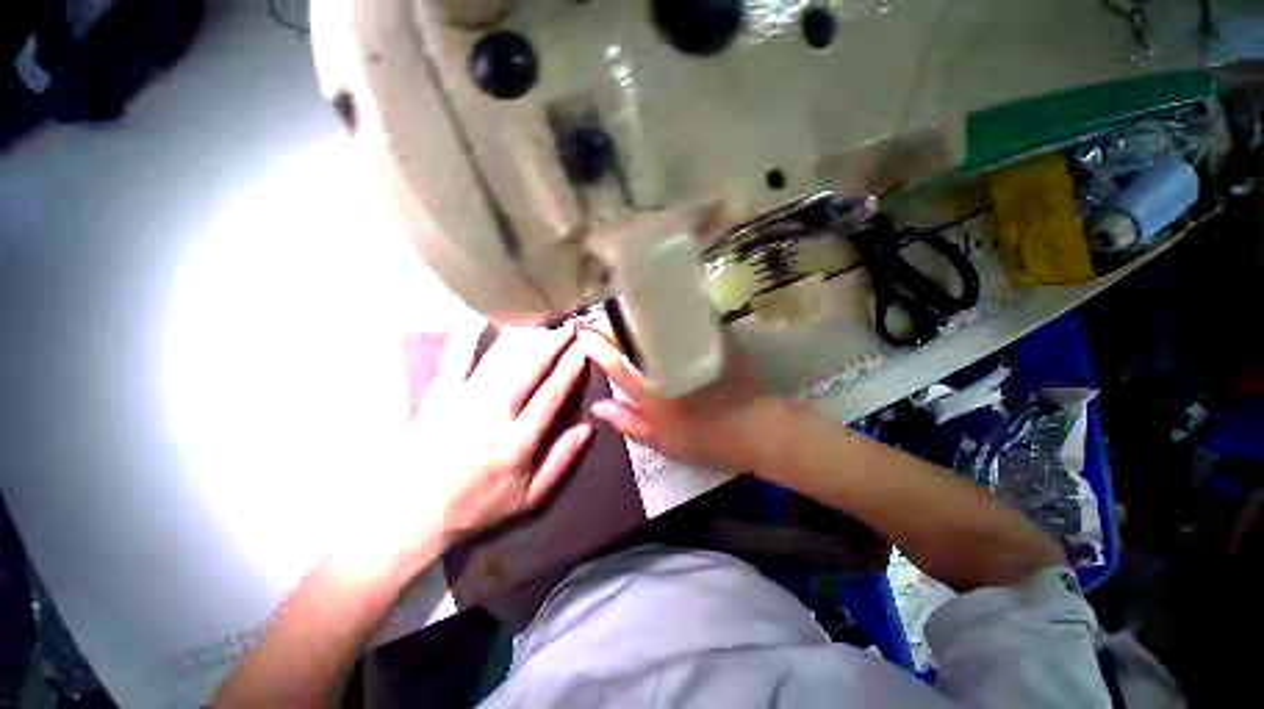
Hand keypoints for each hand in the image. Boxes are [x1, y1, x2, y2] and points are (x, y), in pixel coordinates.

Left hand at [418, 322, 592, 542]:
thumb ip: (561, 461)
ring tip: (542, 321)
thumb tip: (587, 428)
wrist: (413, 511)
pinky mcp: (440, 394)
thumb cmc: (478, 505)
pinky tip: (484, 318)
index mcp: (517, 442)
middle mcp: (492, 414)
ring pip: (500, 358)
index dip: (571, 369)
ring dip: (524, 336)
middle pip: (530, 368)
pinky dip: (470, 334)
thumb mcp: (529, 498)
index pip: (552, 395)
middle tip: (570, 326)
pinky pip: (457, 356)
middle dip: (554, 344)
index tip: (585, 349)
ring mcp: (463, 400)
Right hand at [576, 325, 783, 471]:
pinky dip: (672, 316)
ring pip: (658, 326)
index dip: (595, 344)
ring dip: (641, 317)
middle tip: (604, 316)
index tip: (581, 329)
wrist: (755, 427)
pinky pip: (686, 322)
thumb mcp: (661, 440)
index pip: (614, 363)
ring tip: (629, 311)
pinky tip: (666, 311)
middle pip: (634, 337)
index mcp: (649, 392)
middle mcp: (664, 366)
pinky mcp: (712, 340)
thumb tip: (597, 406)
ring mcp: (689, 350)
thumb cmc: (704, 439)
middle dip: (615, 324)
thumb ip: (628, 423)